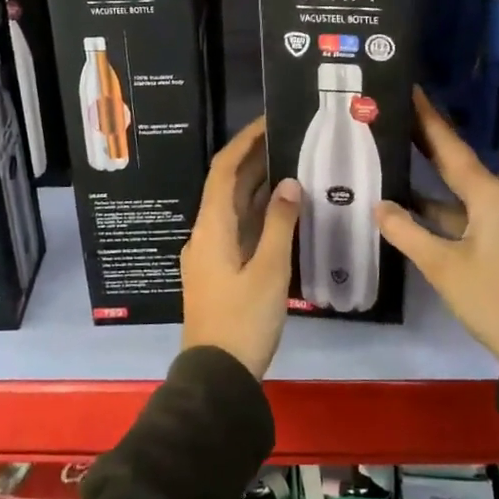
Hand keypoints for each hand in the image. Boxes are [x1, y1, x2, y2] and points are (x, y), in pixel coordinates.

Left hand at [180, 118, 302, 377]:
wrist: (217, 376)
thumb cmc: (243, 320)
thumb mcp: (269, 271)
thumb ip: (280, 224)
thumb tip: (289, 183)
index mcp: (212, 228)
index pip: (223, 170)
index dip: (243, 143)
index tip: (267, 122)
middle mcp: (206, 233)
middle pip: (227, 186)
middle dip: (254, 160)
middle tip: (288, 140)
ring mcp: (211, 253)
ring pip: (234, 208)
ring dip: (258, 186)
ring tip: (292, 165)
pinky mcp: (221, 270)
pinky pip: (240, 228)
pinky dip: (260, 213)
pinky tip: (285, 211)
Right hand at [376, 88, 498, 364]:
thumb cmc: (493, 298)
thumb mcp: (443, 266)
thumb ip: (407, 232)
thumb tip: (378, 205)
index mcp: (488, 195)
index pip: (450, 148)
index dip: (428, 119)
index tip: (411, 89)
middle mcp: (498, 199)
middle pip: (455, 162)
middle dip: (425, 140)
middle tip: (395, 114)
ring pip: (457, 190)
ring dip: (428, 177)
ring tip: (394, 154)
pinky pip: (463, 212)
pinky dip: (438, 206)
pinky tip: (410, 206)